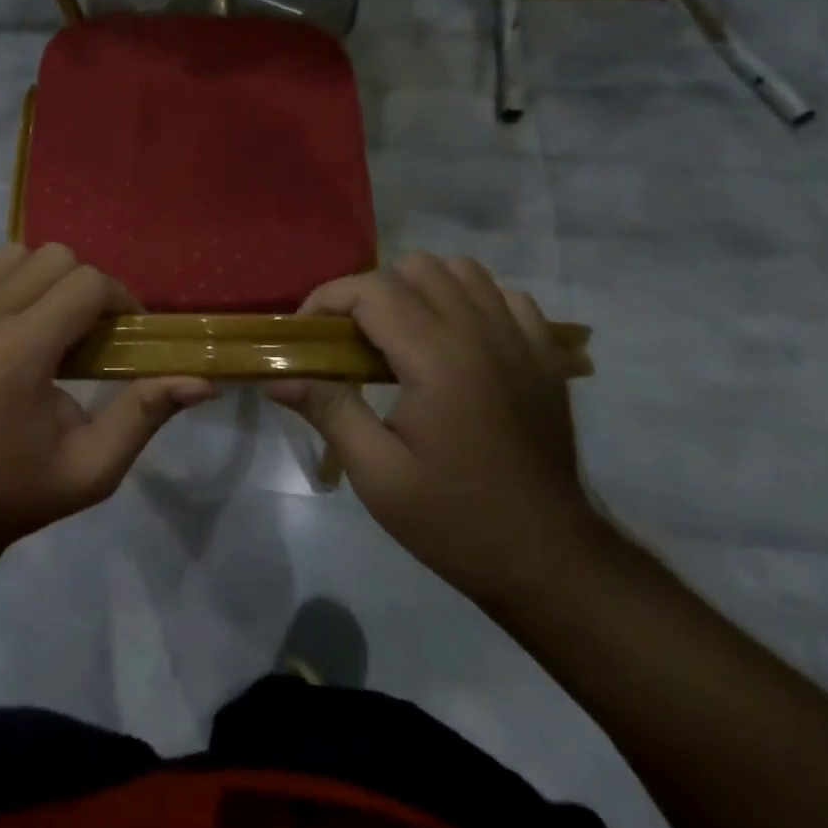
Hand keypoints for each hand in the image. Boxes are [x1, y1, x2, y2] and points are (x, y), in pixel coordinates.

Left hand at [0, 244, 213, 544]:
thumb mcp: (94, 466)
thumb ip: (146, 413)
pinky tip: (2, 319)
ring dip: (39, 279)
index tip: (124, 332)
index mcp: (21, 353)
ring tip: (45, 321)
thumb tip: (202, 380)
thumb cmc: (21, 490)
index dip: (119, 300)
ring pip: (10, 254)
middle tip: (88, 330)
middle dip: (84, 286)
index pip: (87, 284)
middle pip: (53, 258)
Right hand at [270, 253, 605, 605]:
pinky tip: (456, 339)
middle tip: (352, 339)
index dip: (327, 299)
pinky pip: (504, 295)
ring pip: (461, 270)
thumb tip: (276, 376)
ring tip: (402, 332)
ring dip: (421, 287)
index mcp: (437, 358)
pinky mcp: (544, 355)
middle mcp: (480, 333)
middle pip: (414, 267)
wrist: (550, 560)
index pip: (372, 290)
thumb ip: (328, 410)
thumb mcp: (378, 474)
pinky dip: (471, 300)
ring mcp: (519, 339)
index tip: (307, 333)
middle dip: (370, 291)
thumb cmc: (456, 520)